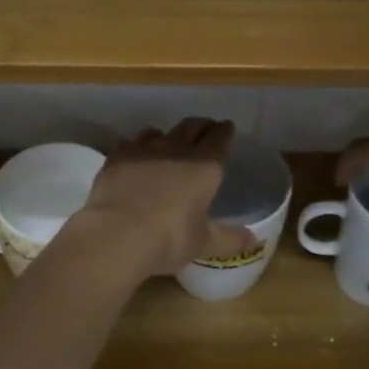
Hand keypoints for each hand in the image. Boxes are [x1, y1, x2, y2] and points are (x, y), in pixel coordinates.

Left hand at [76, 118, 254, 276]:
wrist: (117, 233)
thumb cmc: (170, 238)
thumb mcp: (203, 243)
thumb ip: (228, 238)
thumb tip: (253, 240)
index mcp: (205, 166)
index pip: (220, 138)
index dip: (224, 131)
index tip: (227, 127)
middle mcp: (176, 149)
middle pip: (191, 126)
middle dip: (201, 126)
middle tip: (205, 128)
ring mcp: (143, 150)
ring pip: (158, 131)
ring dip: (166, 135)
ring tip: (167, 143)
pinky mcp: (116, 157)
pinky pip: (129, 144)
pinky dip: (135, 148)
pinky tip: (134, 157)